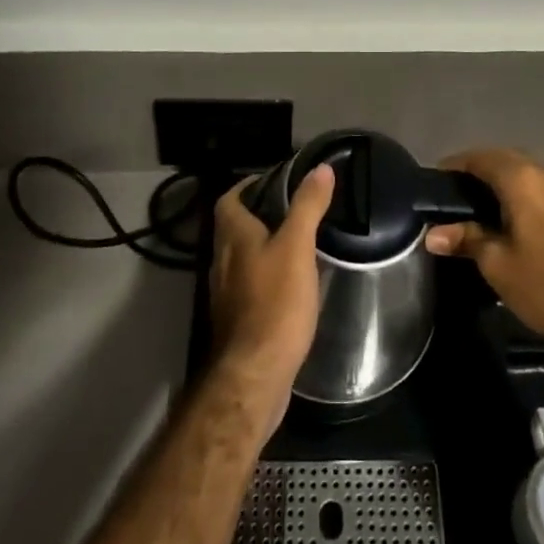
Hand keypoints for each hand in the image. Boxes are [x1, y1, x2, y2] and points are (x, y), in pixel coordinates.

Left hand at [208, 164, 334, 440]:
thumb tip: (321, 168)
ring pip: (241, 258)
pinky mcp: (237, 321)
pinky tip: (289, 285)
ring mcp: (226, 293)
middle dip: (257, 215)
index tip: (272, 181)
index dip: (246, 186)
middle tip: (290, 209)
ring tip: (294, 242)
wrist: (255, 375)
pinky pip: (248, 286)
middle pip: (233, 227)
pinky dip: (264, 277)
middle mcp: (222, 260)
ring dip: (261, 247)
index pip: (229, 199)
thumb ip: (307, 206)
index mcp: (233, 236)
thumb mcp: (297, 247)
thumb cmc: (275, 302)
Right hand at [424, 150, 543, 340]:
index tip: (437, 180)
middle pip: (504, 159)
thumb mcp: (496, 263)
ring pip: (526, 171)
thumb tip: (432, 234)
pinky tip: (515, 213)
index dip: (455, 165)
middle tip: (456, 190)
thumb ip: (464, 239)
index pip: (479, 158)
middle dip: (479, 169)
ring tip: (483, 201)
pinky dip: (524, 191)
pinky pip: (543, 185)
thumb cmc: (543, 283)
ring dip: (504, 179)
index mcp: (520, 179)